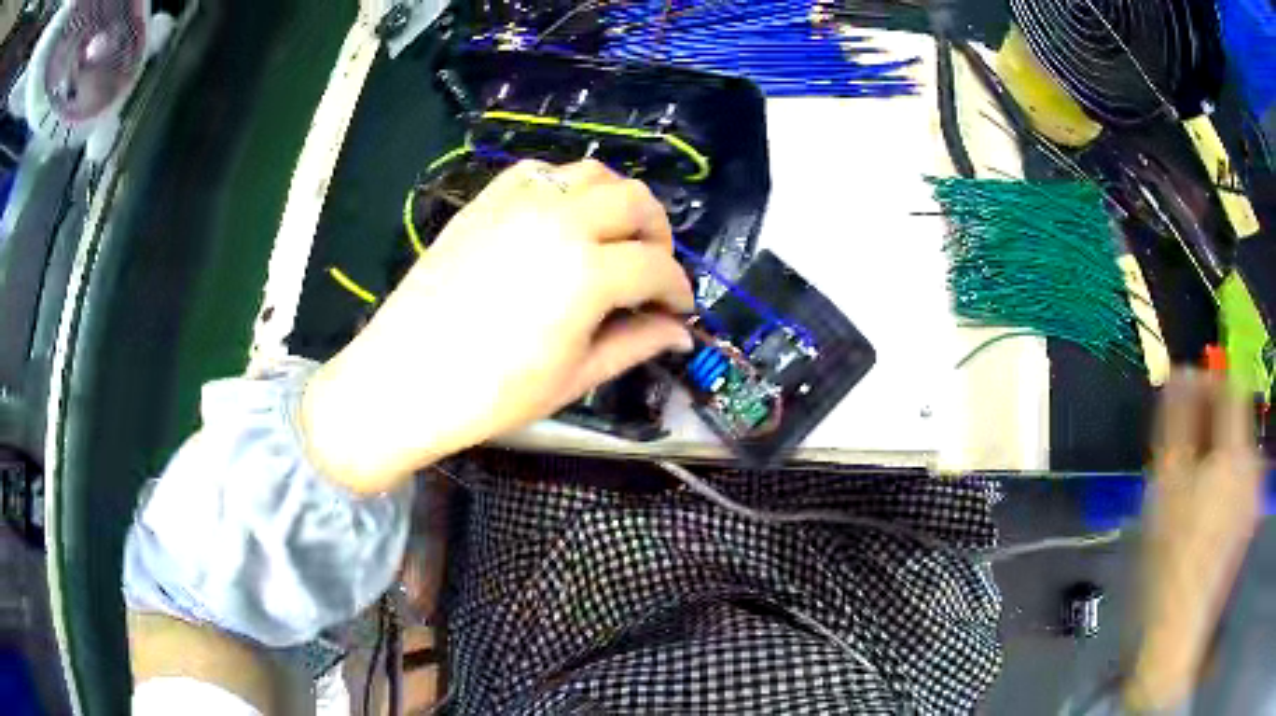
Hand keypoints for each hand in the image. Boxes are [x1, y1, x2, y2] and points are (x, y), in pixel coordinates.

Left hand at [300, 160, 694, 492]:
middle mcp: (561, 221)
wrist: (405, 378)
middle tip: (652, 272)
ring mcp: (519, 203)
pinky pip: (541, 172)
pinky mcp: (487, 201)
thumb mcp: (575, 377)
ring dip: (618, 202)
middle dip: (658, 235)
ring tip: (613, 239)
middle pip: (636, 201)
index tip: (679, 311)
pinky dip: (567, 188)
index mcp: (587, 273)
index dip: (678, 291)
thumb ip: (636, 344)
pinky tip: (562, 220)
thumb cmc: (491, 393)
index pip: (657, 268)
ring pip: (594, 174)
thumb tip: (680, 334)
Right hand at [1126, 371, 1264, 709]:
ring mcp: (1254, 495)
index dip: (1211, 379)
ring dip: (1218, 451)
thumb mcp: (1166, 484)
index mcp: (1236, 451)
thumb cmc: (1170, 555)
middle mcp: (1253, 464)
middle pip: (1238, 419)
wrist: (1179, 627)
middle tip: (1184, 450)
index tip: (1188, 392)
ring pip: (1240, 450)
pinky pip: (1242, 478)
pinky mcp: (1250, 520)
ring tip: (1191, 485)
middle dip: (1212, 422)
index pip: (1232, 385)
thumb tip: (1181, 372)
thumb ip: (1176, 420)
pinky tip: (1206, 510)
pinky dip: (1225, 478)